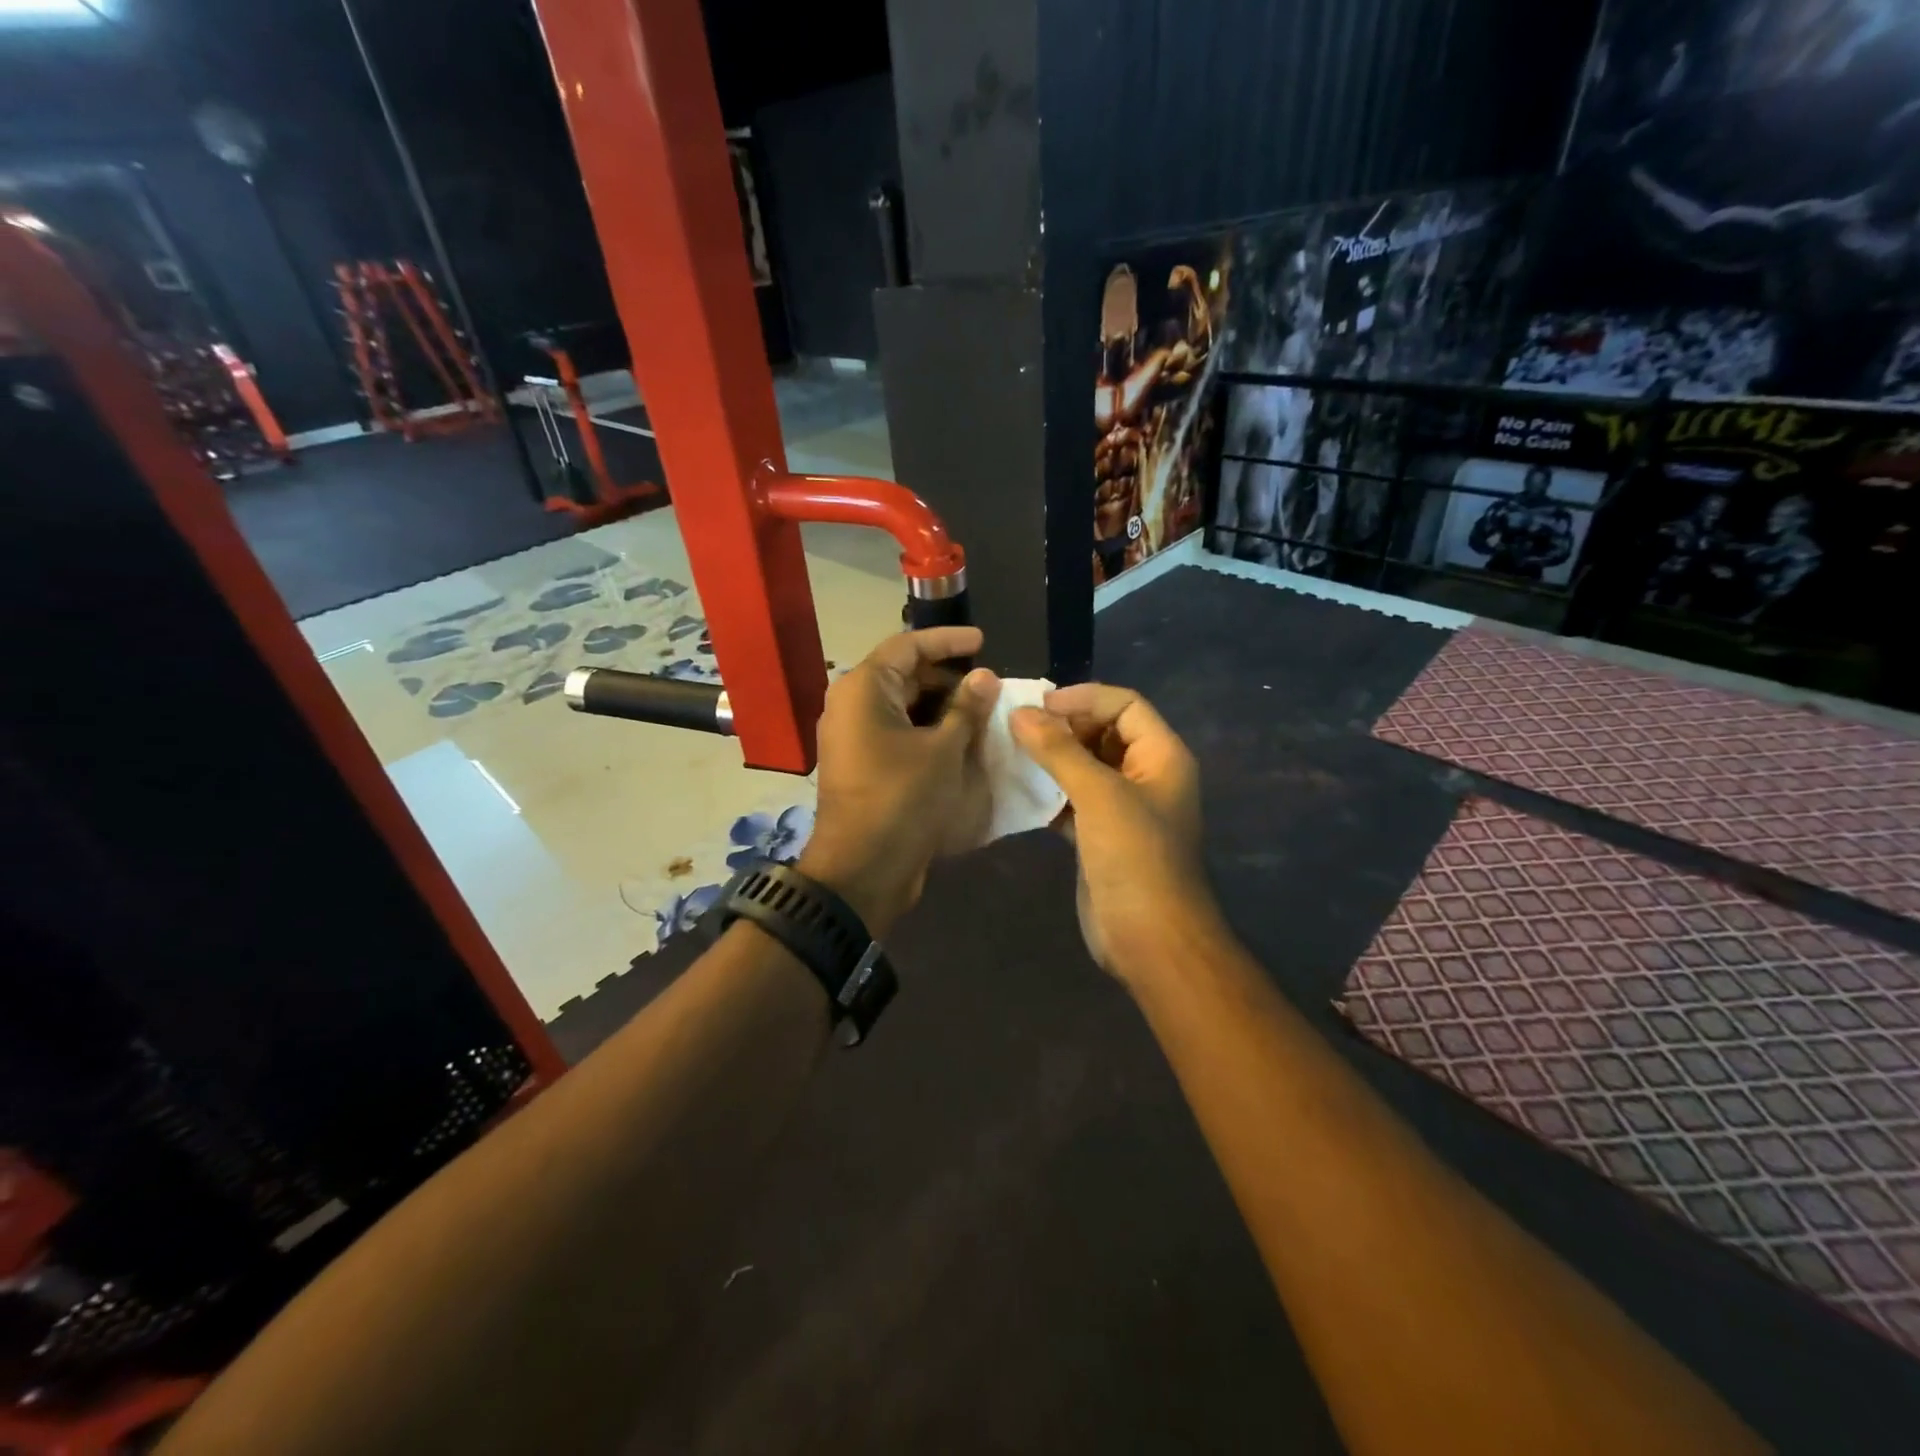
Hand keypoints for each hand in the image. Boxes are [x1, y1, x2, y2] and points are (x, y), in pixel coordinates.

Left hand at [799, 627, 997, 935]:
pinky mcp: (861, 764)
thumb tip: (985, 676)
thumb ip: (966, 708)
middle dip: (946, 677)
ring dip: (940, 706)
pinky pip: (896, 732)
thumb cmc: (903, 799)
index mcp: (863, 689)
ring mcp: (852, 737)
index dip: (947, 641)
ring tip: (981, 713)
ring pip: (901, 706)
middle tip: (988, 686)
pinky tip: (959, 740)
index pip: (907, 646)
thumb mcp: (944, 750)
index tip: (983, 642)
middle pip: (903, 675)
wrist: (862, 869)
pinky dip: (926, 730)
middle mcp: (850, 705)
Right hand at [1010, 684, 1221, 983]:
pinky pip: (1072, 800)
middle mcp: (1145, 776)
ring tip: (1009, 751)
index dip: (1084, 698)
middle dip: (1063, 726)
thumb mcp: (1099, 795)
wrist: (1149, 938)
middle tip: (1017, 727)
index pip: (1125, 705)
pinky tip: (1016, 790)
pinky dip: (1047, 792)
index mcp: (1161, 757)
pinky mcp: (1100, 836)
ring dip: (1051, 759)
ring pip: (1084, 767)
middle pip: (1103, 732)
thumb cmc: (1134, 857)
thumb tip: (1020, 713)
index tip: (1040, 706)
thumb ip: (1059, 751)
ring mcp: (1122, 808)